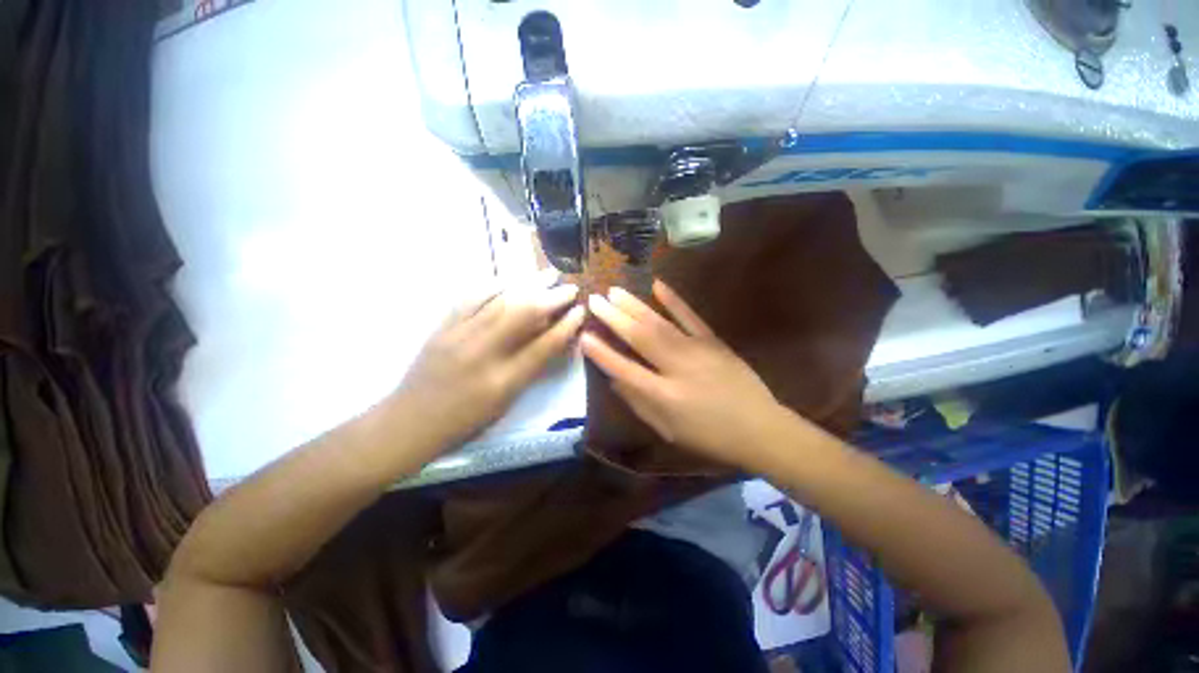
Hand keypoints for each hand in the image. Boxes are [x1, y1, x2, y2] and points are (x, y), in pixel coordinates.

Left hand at [395, 271, 584, 449]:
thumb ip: (530, 371)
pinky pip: (470, 297)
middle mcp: (483, 354)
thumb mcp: (505, 404)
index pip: (543, 347)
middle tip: (569, 287)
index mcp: (503, 382)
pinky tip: (510, 278)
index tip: (580, 311)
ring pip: (500, 300)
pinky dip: (495, 284)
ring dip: (528, 284)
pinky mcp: (442, 327)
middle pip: (523, 315)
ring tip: (548, 274)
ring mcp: (459, 336)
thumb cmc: (465, 421)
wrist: (409, 422)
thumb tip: (551, 340)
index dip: (566, 326)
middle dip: (552, 297)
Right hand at [580, 280, 785, 468]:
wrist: (760, 429)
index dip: (602, 353)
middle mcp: (677, 369)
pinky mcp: (714, 342)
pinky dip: (674, 300)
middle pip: (640, 338)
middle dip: (614, 318)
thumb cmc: (710, 437)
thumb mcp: (668, 430)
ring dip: (634, 306)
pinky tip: (657, 285)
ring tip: (614, 291)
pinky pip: (691, 317)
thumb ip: (639, 403)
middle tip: (594, 300)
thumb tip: (614, 379)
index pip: (624, 369)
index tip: (584, 335)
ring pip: (660, 324)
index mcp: (664, 397)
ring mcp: (698, 351)